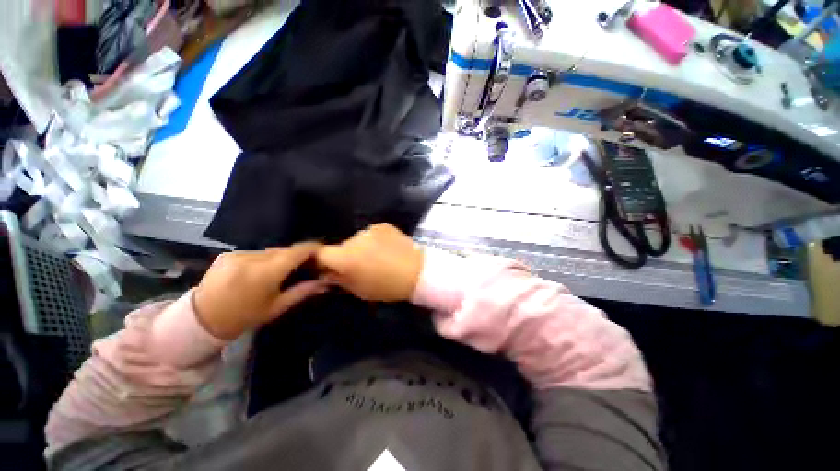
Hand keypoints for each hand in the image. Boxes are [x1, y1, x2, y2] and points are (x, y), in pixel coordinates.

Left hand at [194, 243, 327, 339]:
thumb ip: (302, 291)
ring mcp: (237, 254)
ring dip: (279, 258)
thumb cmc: (244, 317)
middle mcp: (252, 258)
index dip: (312, 248)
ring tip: (280, 270)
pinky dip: (263, 259)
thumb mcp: (277, 307)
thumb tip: (325, 282)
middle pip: (284, 250)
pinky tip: (260, 270)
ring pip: (269, 251)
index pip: (297, 252)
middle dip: (296, 256)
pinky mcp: (228, 254)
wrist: (201, 320)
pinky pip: (255, 252)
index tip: (322, 251)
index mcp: (265, 273)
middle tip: (303, 265)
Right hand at [316, 224, 422, 301]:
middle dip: (345, 256)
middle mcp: (354, 239)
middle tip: (359, 266)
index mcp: (345, 257)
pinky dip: (374, 241)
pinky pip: (371, 234)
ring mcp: (370, 229)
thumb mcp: (359, 290)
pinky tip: (386, 248)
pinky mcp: (383, 225)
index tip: (328, 269)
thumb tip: (327, 273)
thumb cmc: (388, 286)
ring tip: (376, 257)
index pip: (320, 254)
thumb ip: (339, 280)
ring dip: (361, 248)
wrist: (418, 271)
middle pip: (341, 246)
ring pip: (357, 240)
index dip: (321, 262)